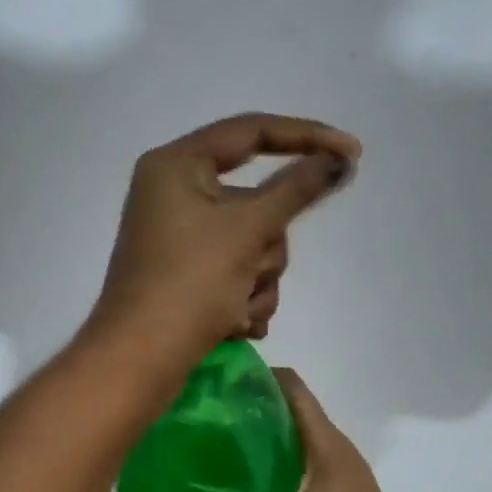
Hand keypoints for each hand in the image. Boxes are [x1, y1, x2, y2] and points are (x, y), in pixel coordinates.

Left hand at [87, 114, 358, 368]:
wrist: (139, 359)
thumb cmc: (189, 283)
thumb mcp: (247, 230)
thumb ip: (297, 190)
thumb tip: (338, 160)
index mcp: (176, 165)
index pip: (252, 132)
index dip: (306, 137)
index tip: (352, 154)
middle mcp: (174, 193)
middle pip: (257, 201)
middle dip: (265, 246)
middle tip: (248, 271)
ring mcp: (178, 237)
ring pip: (252, 244)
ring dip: (256, 281)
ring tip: (235, 309)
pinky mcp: (185, 274)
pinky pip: (234, 272)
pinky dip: (242, 299)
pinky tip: (232, 325)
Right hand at [147, 369, 429, 491]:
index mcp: (327, 447)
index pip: (288, 387)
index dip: (249, 376)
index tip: (202, 381)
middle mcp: (332, 459)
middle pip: (279, 418)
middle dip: (235, 416)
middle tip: (184, 425)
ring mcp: (333, 490)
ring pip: (281, 455)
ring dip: (244, 454)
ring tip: (194, 462)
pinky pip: (284, 488)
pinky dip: (255, 488)